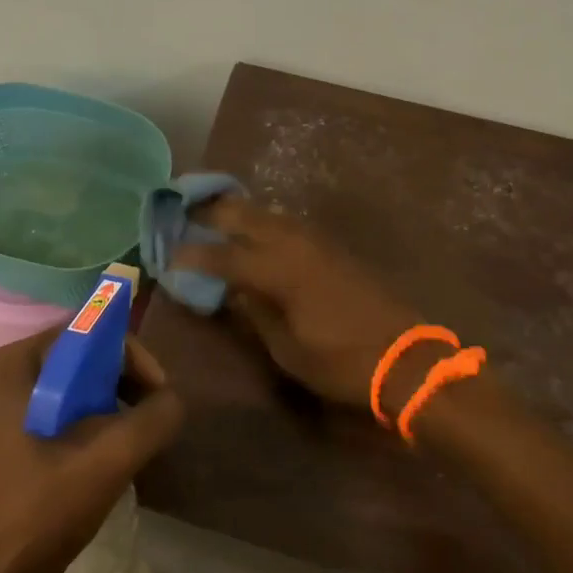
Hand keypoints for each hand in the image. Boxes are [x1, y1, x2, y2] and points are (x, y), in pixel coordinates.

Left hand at [0, 328, 183, 572]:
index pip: (83, 333)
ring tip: (124, 442)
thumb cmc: (37, 514)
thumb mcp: (107, 463)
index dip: (128, 356)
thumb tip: (172, 400)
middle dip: (116, 384)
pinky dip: (73, 427)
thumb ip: (151, 421)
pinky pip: (40, 416)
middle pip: (70, 361)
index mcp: (9, 368)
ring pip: (57, 391)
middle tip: (145, 418)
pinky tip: (90, 462)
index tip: (157, 393)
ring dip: (98, 408)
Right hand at [174, 197, 424, 411]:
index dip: (192, 255)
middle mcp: (293, 242)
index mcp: (278, 269)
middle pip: (243, 215)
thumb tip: (233, 290)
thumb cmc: (341, 361)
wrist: (405, 356)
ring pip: (266, 212)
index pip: (223, 255)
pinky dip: (262, 220)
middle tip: (181, 211)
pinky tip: (253, 230)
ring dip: (237, 211)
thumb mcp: (287, 348)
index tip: (168, 257)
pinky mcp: (330, 245)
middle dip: (209, 212)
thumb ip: (255, 313)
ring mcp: (315, 239)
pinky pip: (286, 222)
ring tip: (211, 215)